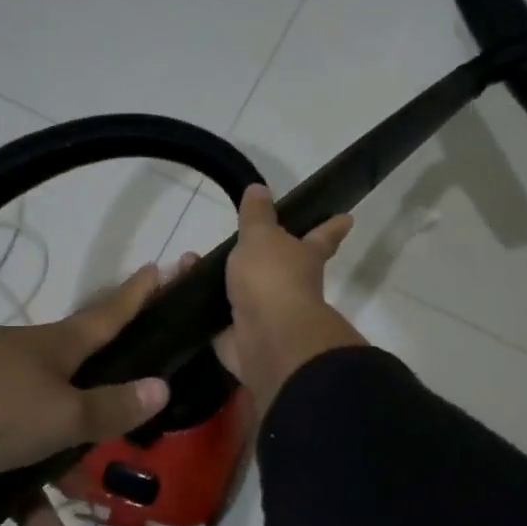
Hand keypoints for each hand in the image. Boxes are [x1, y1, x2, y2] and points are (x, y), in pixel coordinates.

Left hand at [0, 264, 172, 525]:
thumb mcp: (59, 416)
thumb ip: (110, 408)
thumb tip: (161, 387)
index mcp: (56, 351)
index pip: (111, 317)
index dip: (140, 296)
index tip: (162, 267)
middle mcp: (21, 365)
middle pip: (70, 401)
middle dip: (84, 444)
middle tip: (96, 482)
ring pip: (24, 444)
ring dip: (37, 495)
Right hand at [210, 185, 364, 414]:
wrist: (266, 337)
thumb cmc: (273, 278)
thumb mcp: (261, 237)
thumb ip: (257, 215)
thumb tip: (260, 188)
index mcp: (305, 258)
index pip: (322, 237)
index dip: (332, 227)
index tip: (347, 218)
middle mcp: (290, 287)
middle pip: (279, 267)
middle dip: (259, 257)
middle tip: (237, 242)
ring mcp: (265, 314)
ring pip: (240, 291)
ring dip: (215, 277)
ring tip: (187, 260)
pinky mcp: (240, 337)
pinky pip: (216, 316)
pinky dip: (198, 302)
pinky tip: (179, 286)